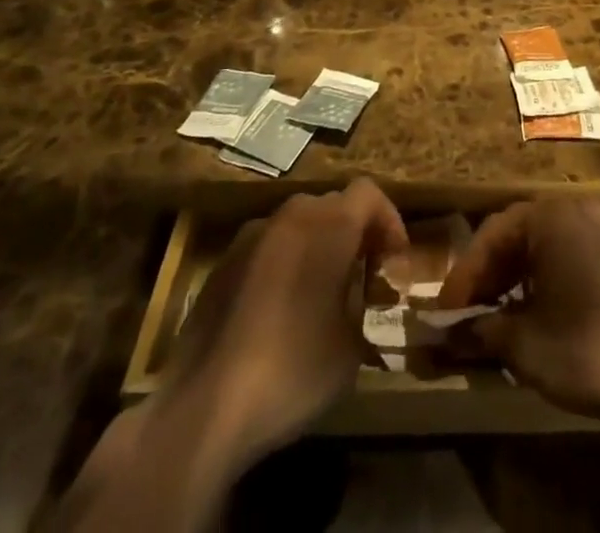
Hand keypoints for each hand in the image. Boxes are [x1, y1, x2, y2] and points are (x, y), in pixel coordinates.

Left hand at [158, 178, 407, 467]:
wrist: (204, 405)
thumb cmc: (293, 369)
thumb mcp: (351, 348)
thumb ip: (365, 306)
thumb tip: (363, 299)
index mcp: (329, 225)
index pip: (369, 193)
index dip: (388, 220)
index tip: (394, 260)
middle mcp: (291, 216)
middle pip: (333, 205)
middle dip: (353, 233)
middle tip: (363, 275)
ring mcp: (251, 237)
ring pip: (297, 224)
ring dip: (316, 247)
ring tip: (322, 295)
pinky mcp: (222, 264)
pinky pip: (266, 249)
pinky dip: (283, 265)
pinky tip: (279, 314)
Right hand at [437, 196, 599, 427]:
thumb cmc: (584, 347)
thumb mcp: (523, 344)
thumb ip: (480, 330)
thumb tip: (444, 336)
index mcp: (550, 216)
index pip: (492, 235)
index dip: (464, 276)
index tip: (444, 314)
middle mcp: (575, 210)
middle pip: (516, 235)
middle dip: (486, 276)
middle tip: (464, 316)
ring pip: (540, 246)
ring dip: (511, 279)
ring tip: (492, 319)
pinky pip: (565, 256)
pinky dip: (540, 280)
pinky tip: (530, 314)